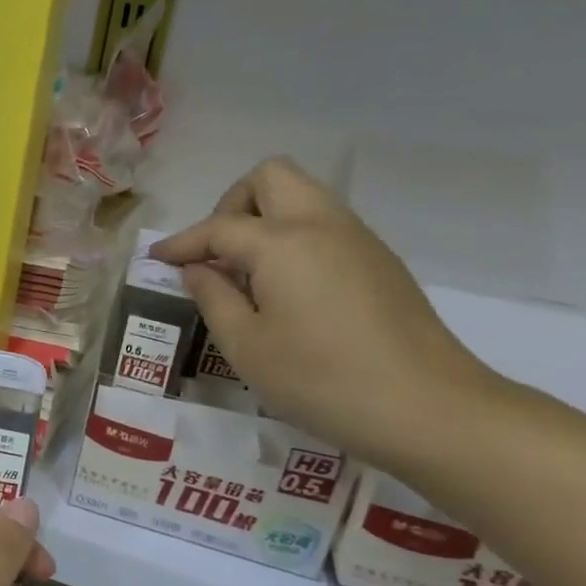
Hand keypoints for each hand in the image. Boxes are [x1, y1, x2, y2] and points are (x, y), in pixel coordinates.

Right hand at [151, 156, 501, 466]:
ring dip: (265, 220)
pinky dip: (294, 238)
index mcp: (283, 243)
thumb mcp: (246, 346)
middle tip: (217, 254)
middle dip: (232, 204)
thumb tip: (198, 269)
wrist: (429, 408)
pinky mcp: (380, 262)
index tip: (156, 259)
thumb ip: (213, 298)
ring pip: (303, 196)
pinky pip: (325, 225)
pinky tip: (286, 289)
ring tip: (247, 275)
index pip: (219, 227)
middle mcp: (322, 225)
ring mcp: (358, 240)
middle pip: (270, 178)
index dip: (182, 242)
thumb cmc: (321, 380)